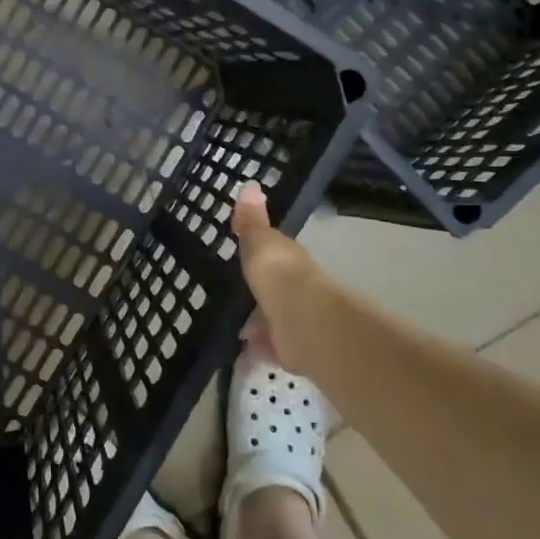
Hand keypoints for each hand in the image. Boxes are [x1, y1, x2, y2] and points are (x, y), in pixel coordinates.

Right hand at [232, 181, 336, 376]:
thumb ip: (251, 220)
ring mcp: (298, 321)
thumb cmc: (278, 274)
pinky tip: (245, 353)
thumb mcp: (259, 241)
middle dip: (261, 298)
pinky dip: (260, 351)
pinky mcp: (295, 351)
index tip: (246, 262)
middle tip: (237, 302)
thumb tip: (249, 184)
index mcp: (290, 262)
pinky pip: (273, 350)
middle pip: (276, 292)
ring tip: (237, 330)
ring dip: (260, 326)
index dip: (262, 260)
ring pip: (275, 322)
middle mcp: (299, 290)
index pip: (276, 258)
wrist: (302, 321)